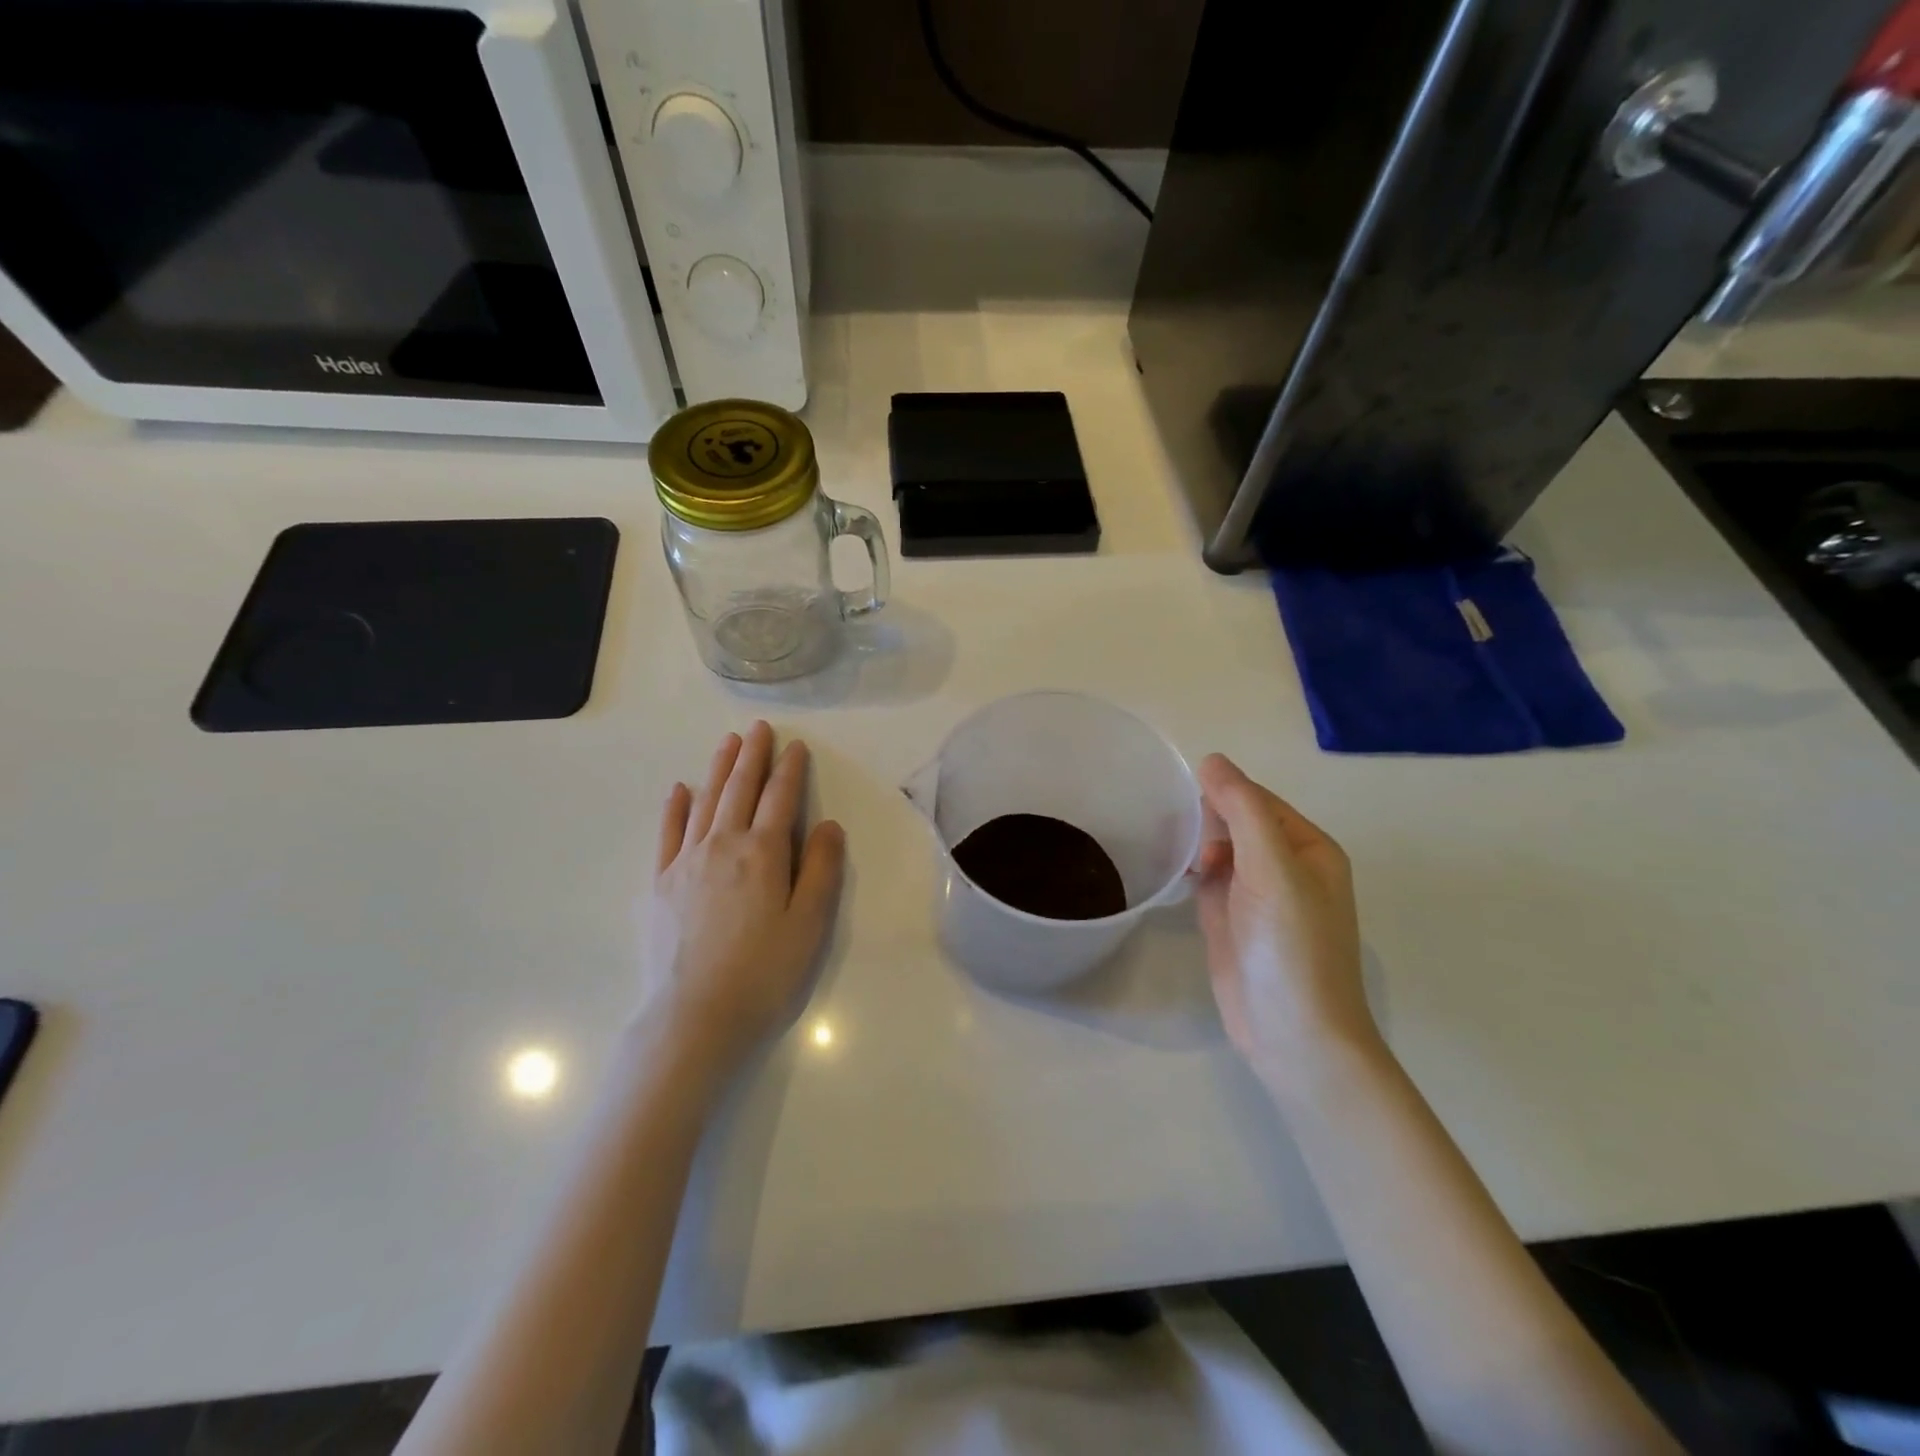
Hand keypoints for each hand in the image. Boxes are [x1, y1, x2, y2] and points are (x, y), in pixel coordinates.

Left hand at [640, 722, 845, 1075]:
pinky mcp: (660, 884)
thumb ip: (821, 869)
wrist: (695, 1017)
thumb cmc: (764, 972)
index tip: (796, 746)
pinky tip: (679, 790)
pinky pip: (668, 834)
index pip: (779, 798)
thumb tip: (826, 825)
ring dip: (717, 769)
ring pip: (704, 803)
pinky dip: (675, 808)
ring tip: (726, 743)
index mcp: (763, 853)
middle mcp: (722, 845)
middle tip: (758, 729)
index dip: (790, 769)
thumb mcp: (809, 923)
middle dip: (752, 756)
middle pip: (739, 789)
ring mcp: (685, 862)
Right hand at [1194, 754, 1378, 1089]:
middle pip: (1237, 823)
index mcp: (1308, 848)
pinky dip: (1189, 874)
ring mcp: (1256, 897)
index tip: (1179, 793)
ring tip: (1168, 849)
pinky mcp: (1230, 922)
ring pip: (1219, 852)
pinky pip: (1207, 882)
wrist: (1292, 1033)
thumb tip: (1211, 759)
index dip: (1222, 792)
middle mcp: (1285, 867)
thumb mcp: (1272, 868)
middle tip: (1172, 828)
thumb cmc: (1291, 945)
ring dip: (1195, 846)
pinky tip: (1170, 874)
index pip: (1258, 800)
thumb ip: (1242, 810)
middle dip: (1205, 820)